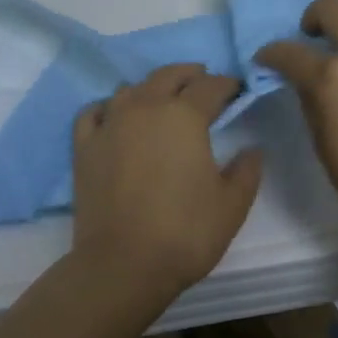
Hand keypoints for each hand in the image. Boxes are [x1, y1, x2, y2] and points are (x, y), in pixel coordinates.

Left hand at [70, 64, 262, 298]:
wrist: (123, 263)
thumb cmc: (185, 233)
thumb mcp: (231, 205)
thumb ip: (246, 171)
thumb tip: (252, 149)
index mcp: (184, 116)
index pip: (210, 87)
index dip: (227, 84)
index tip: (236, 89)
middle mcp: (145, 108)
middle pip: (167, 76)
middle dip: (189, 74)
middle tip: (202, 80)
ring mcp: (109, 124)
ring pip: (130, 90)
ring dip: (150, 88)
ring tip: (161, 99)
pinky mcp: (84, 146)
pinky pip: (94, 113)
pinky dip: (107, 108)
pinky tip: (114, 116)